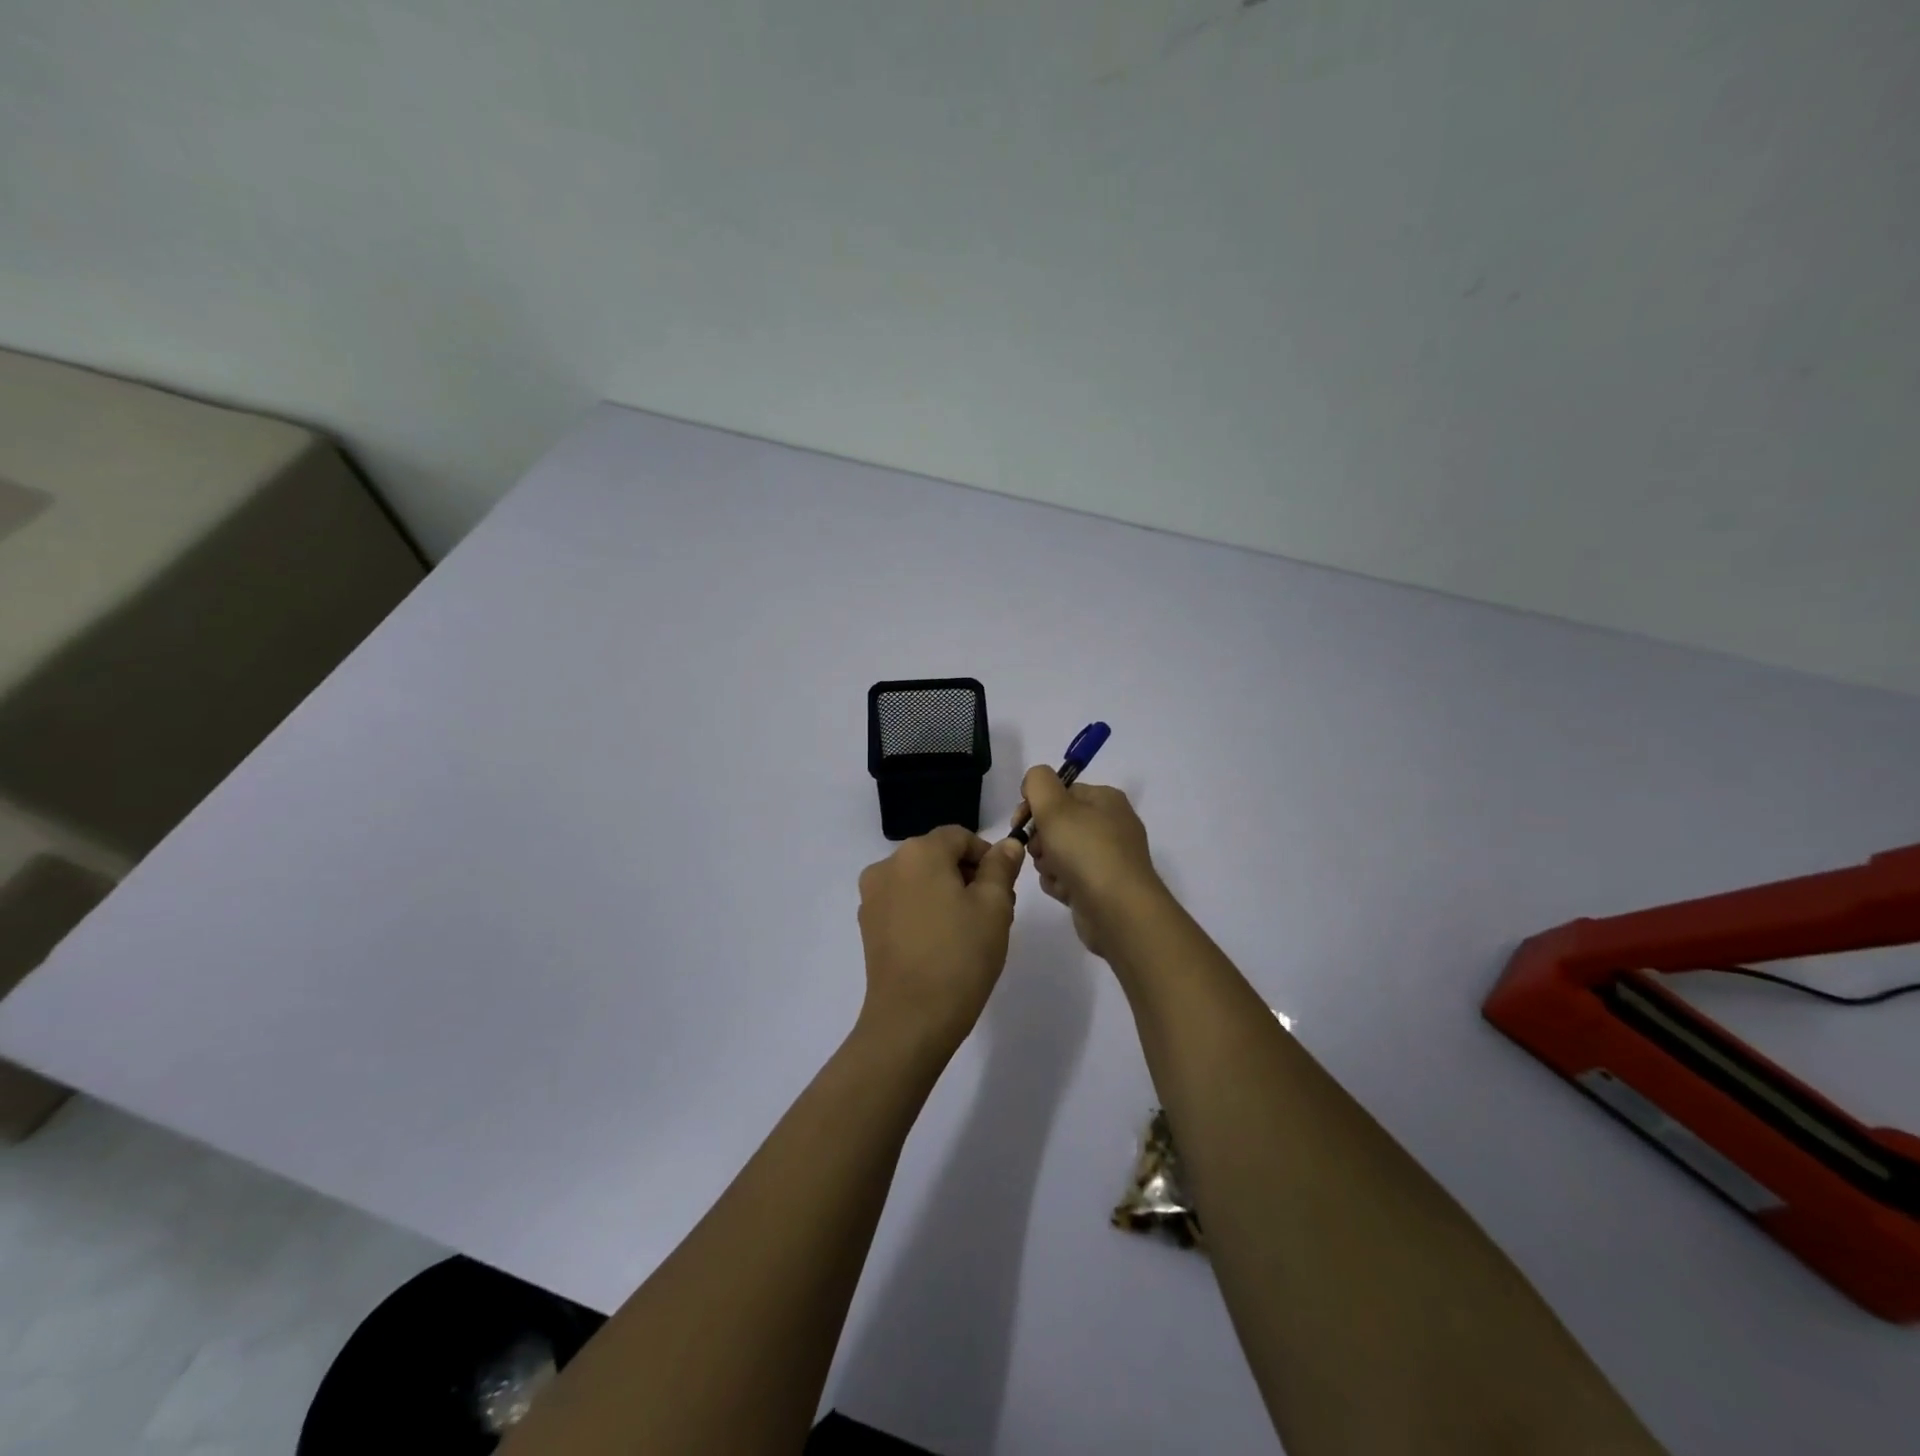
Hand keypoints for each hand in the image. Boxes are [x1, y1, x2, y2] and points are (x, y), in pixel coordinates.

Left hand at [856, 827, 1026, 1056]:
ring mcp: (872, 896)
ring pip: (920, 880)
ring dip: (947, 894)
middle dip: (968, 876)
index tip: (1005, 889)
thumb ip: (1001, 868)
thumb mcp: (994, 907)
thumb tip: (1007, 844)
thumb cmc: (960, 956)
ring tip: (969, 932)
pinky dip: (925, 911)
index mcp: (918, 852)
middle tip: (994, 913)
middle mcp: (888, 865)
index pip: (960, 837)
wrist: (911, 1020)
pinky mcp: (868, 925)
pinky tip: (942, 944)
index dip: (988, 857)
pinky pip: (903, 903)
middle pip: (938, 856)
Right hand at [1020, 766, 1165, 957]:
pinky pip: (1069, 878)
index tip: (1019, 822)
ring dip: (1048, 864)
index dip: (1035, 804)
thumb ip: (1038, 782)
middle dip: (1041, 838)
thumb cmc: (1086, 851)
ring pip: (1059, 852)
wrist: (1118, 911)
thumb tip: (1034, 781)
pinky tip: (1064, 892)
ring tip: (1056, 874)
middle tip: (1040, 850)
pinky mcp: (1102, 887)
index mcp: (1105, 799)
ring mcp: (1108, 858)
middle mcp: (1110, 825)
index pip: (1060, 791)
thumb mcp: (1055, 806)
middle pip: (1058, 823)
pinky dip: (1061, 884)